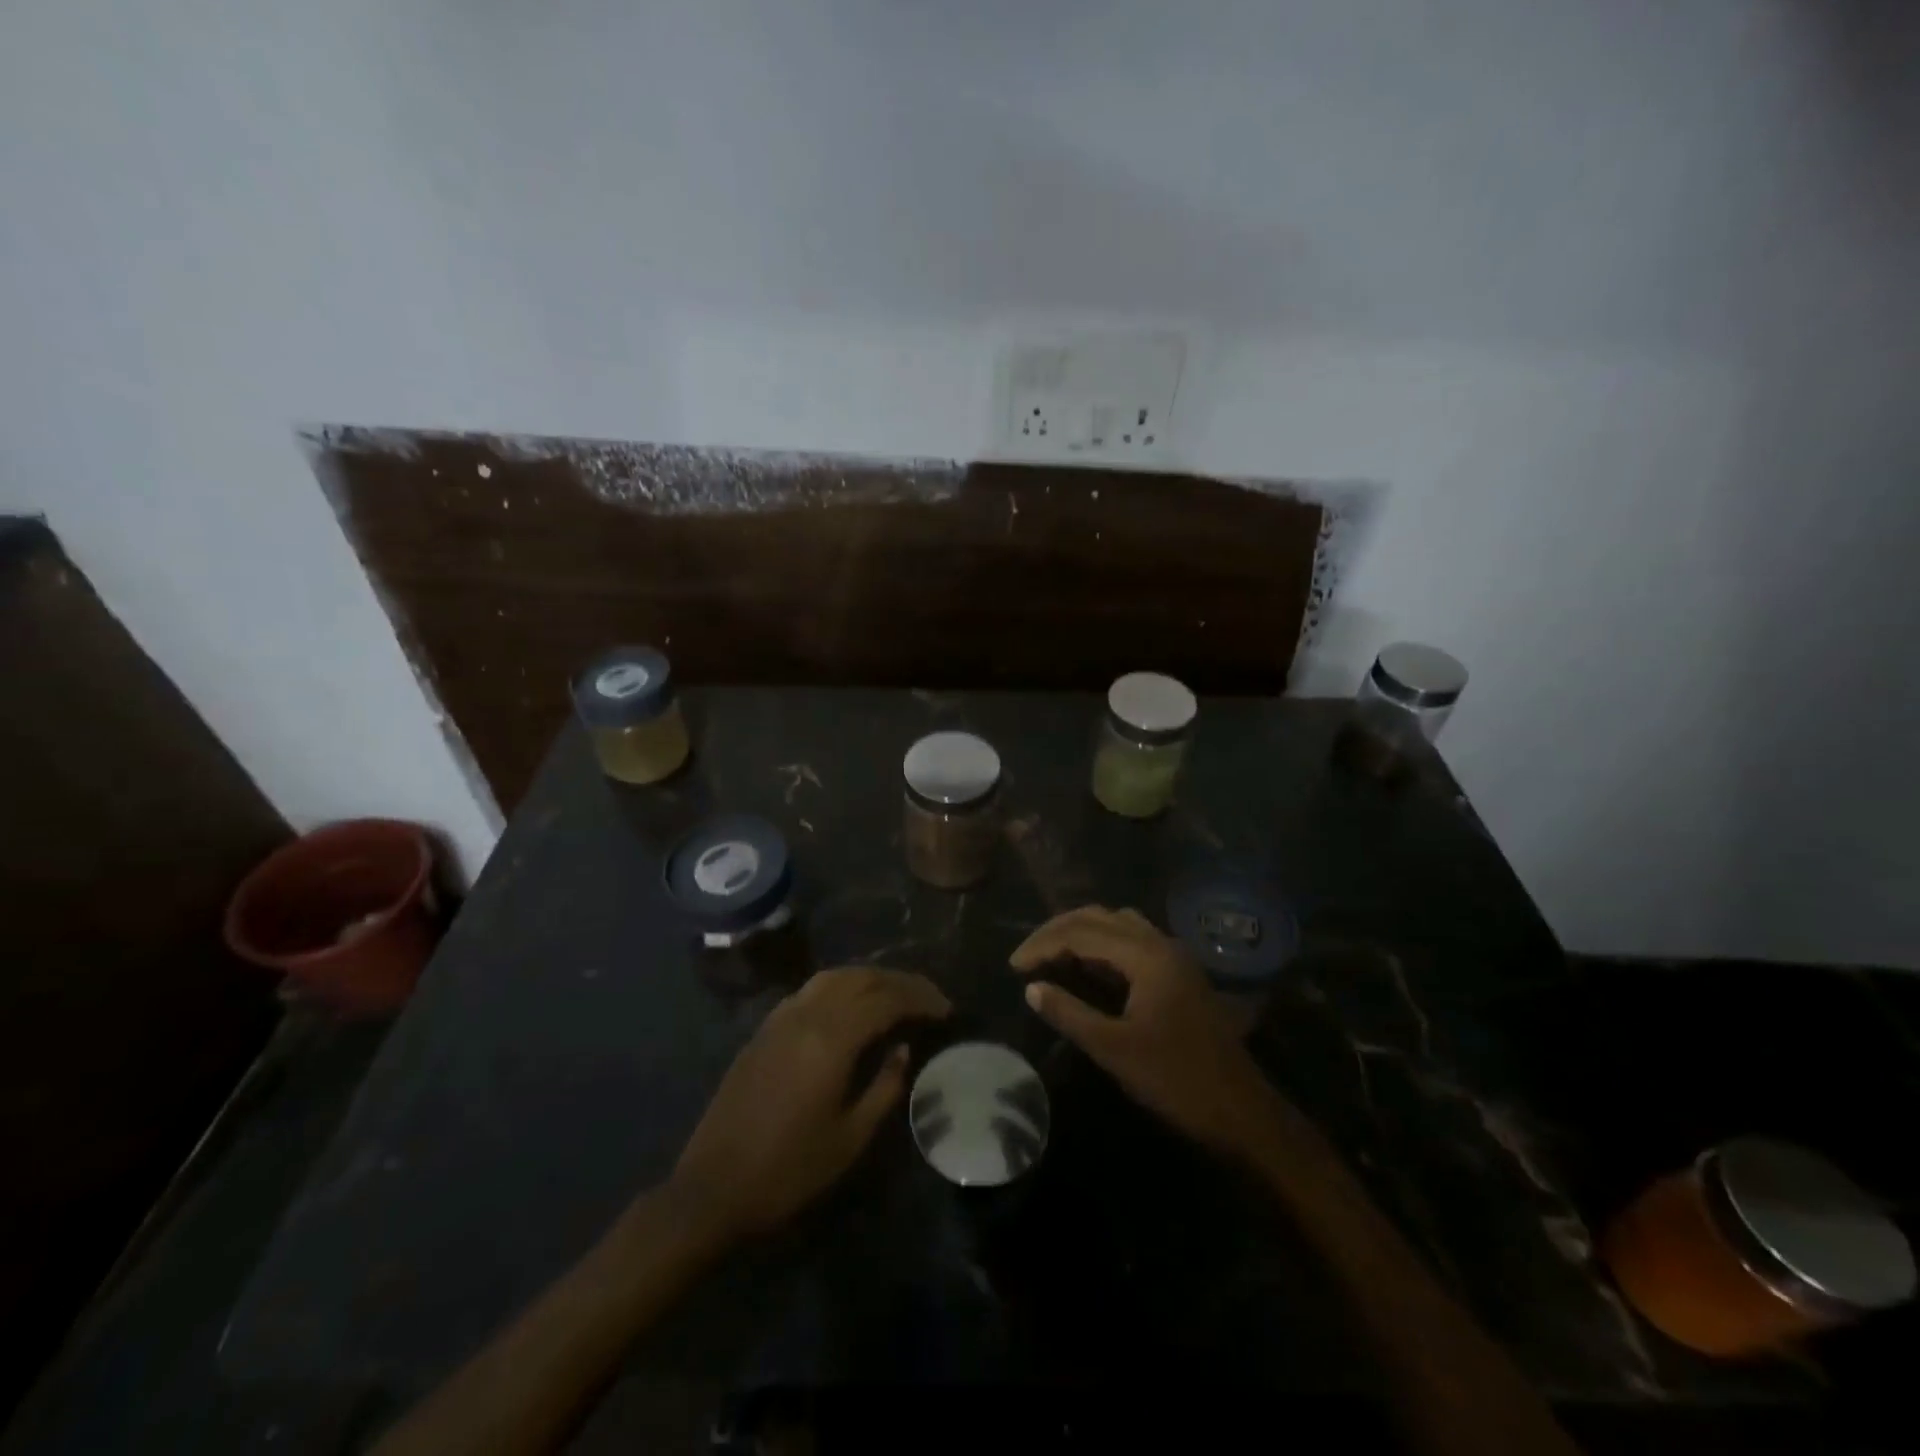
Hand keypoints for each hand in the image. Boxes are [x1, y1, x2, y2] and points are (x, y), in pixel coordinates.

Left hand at [667, 967, 950, 1247]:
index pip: (886, 1000)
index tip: (946, 1010)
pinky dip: (840, 986)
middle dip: (900, 982)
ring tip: (895, 994)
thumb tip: (903, 1048)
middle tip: (928, 998)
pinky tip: (850, 1005)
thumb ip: (884, 1087)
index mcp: (831, 1040)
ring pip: (834, 977)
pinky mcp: (764, 1029)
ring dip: (870, 978)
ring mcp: (781, 1018)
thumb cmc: (788, 1171)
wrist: (712, 1189)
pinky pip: (810, 990)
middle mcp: (806, 1015)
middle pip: (862, 978)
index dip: (920, 999)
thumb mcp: (850, 1139)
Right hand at [1011, 906, 1281, 1158]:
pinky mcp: (1178, 973)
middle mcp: (1161, 943)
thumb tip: (1032, 988)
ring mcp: (1173, 956)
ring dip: (1081, 932)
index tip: (1013, 966)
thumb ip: (1069, 1013)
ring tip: (1051, 954)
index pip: (1082, 932)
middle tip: (1026, 955)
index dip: (1043, 944)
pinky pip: (1132, 940)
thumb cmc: (1176, 1080)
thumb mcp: (1114, 1049)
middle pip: (1099, 917)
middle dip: (1058, 930)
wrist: (1241, 1112)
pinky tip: (1087, 967)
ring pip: (1118, 924)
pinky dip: (1102, 945)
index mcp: (1147, 955)